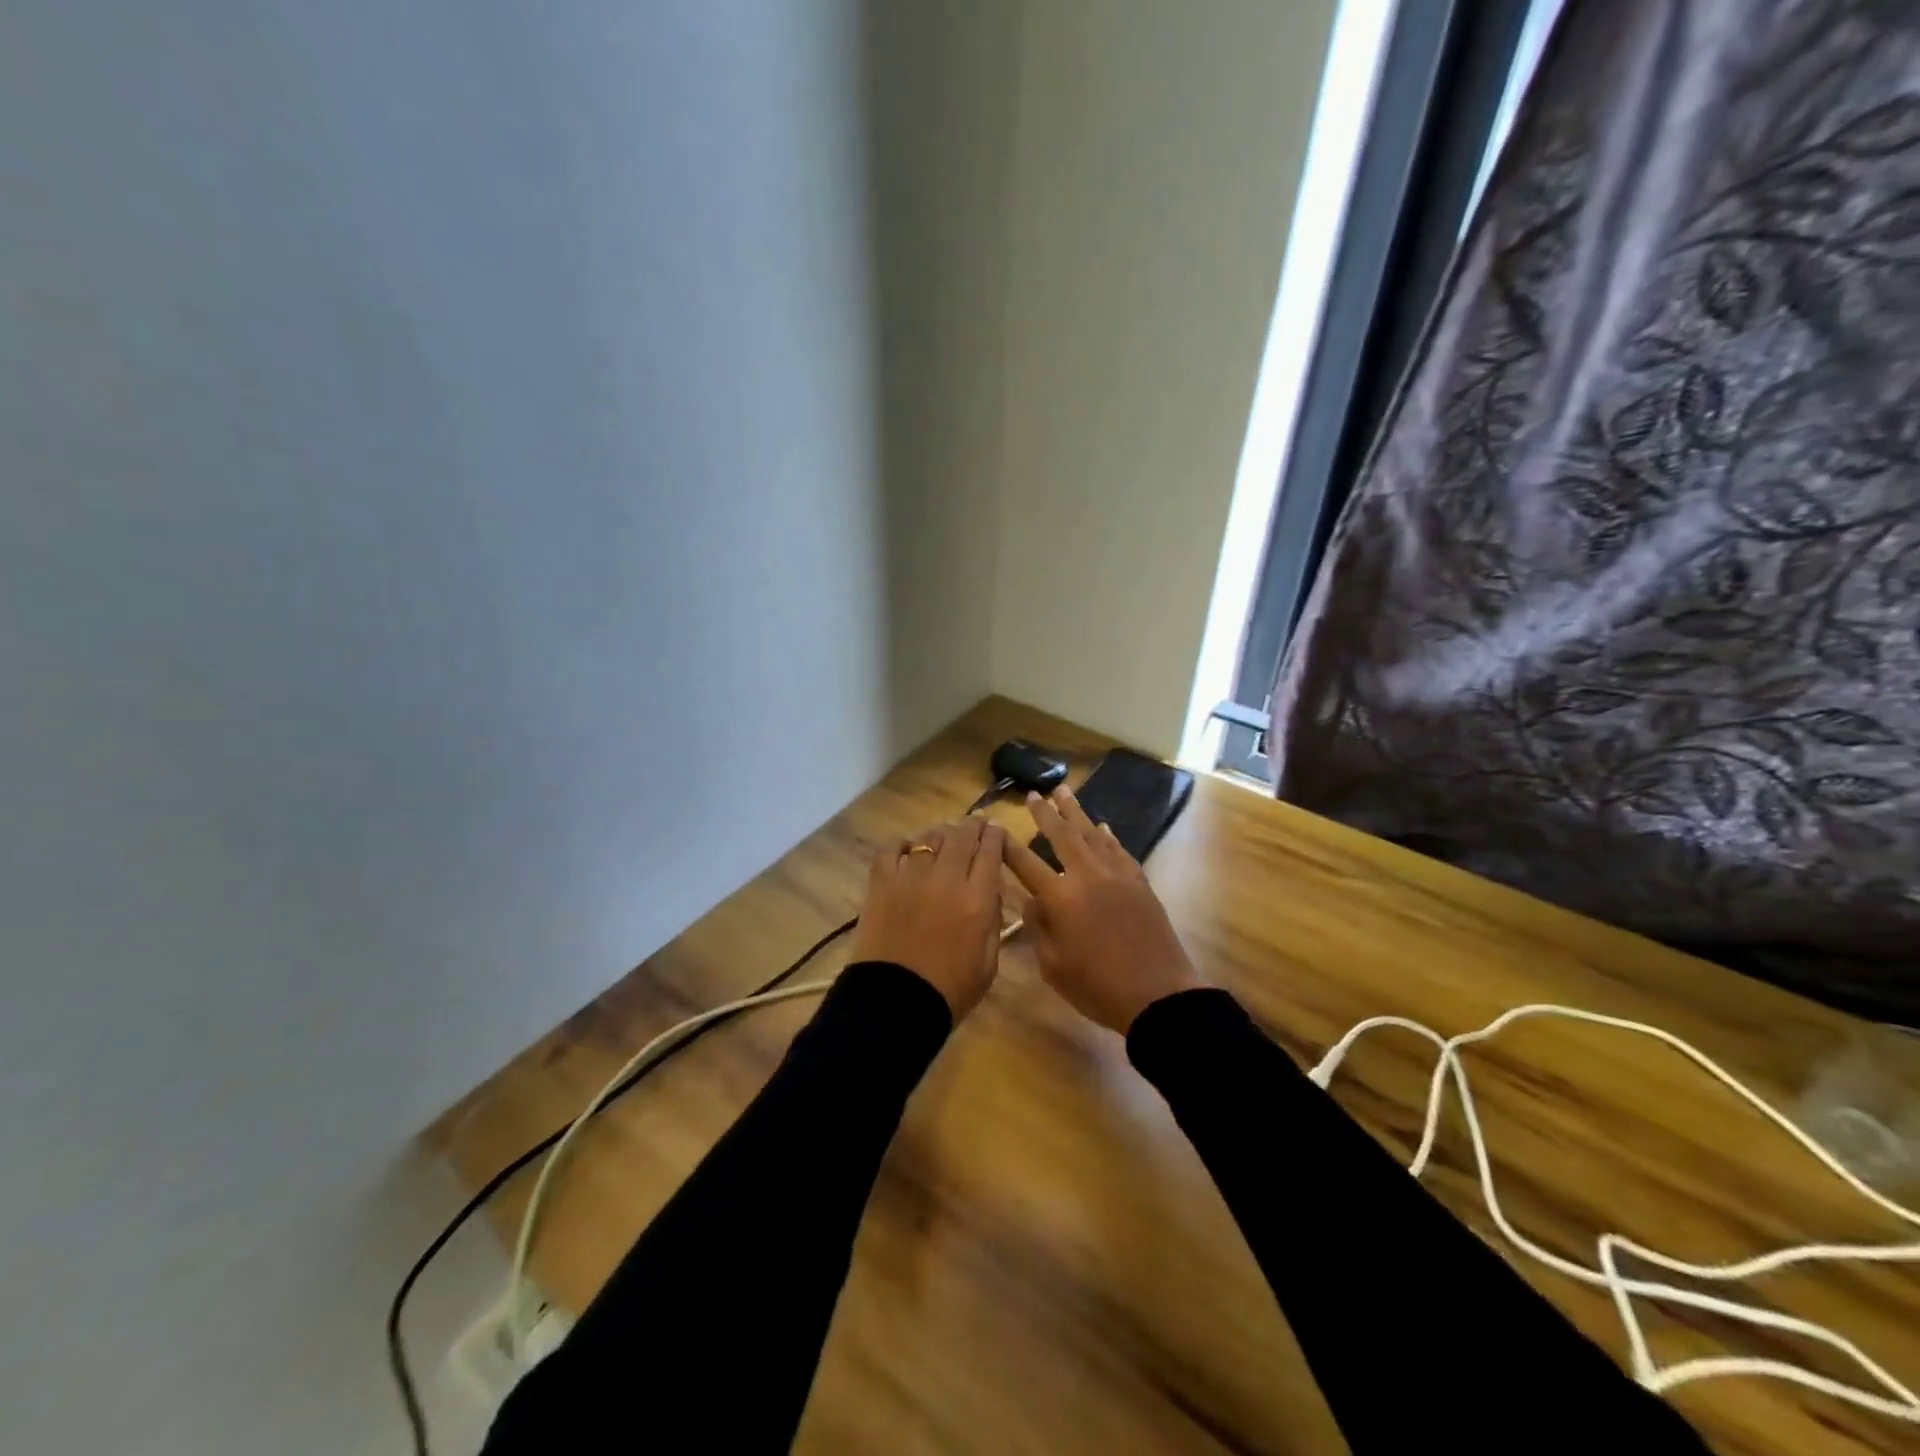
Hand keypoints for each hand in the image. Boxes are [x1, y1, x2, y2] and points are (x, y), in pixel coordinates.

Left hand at [849, 817, 1007, 1017]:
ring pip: (929, 838)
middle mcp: (946, 879)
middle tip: (976, 823)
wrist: (895, 1005)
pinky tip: (906, 849)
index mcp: (977, 899)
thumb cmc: (950, 991)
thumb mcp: (989, 962)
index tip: (997, 829)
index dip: (995, 835)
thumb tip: (990, 892)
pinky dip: (900, 844)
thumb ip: (993, 921)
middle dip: (972, 826)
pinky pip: (890, 849)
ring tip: (944, 836)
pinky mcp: (881, 883)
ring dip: (941, 834)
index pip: (990, 851)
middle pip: (961, 836)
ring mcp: (910, 877)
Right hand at [1005, 785, 1202, 1033]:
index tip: (995, 829)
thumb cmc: (1099, 988)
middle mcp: (1087, 876)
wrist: (1158, 995)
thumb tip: (1033, 900)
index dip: (1008, 847)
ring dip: (1076, 812)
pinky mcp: (1140, 882)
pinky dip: (1108, 836)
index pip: (1026, 864)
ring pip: (1092, 834)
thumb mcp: (1054, 966)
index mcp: (1061, 898)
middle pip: (1062, 836)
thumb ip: (1039, 928)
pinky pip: (1119, 850)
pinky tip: (1102, 827)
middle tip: (1034, 794)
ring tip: (1064, 792)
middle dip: (1045, 814)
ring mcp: (1117, 875)